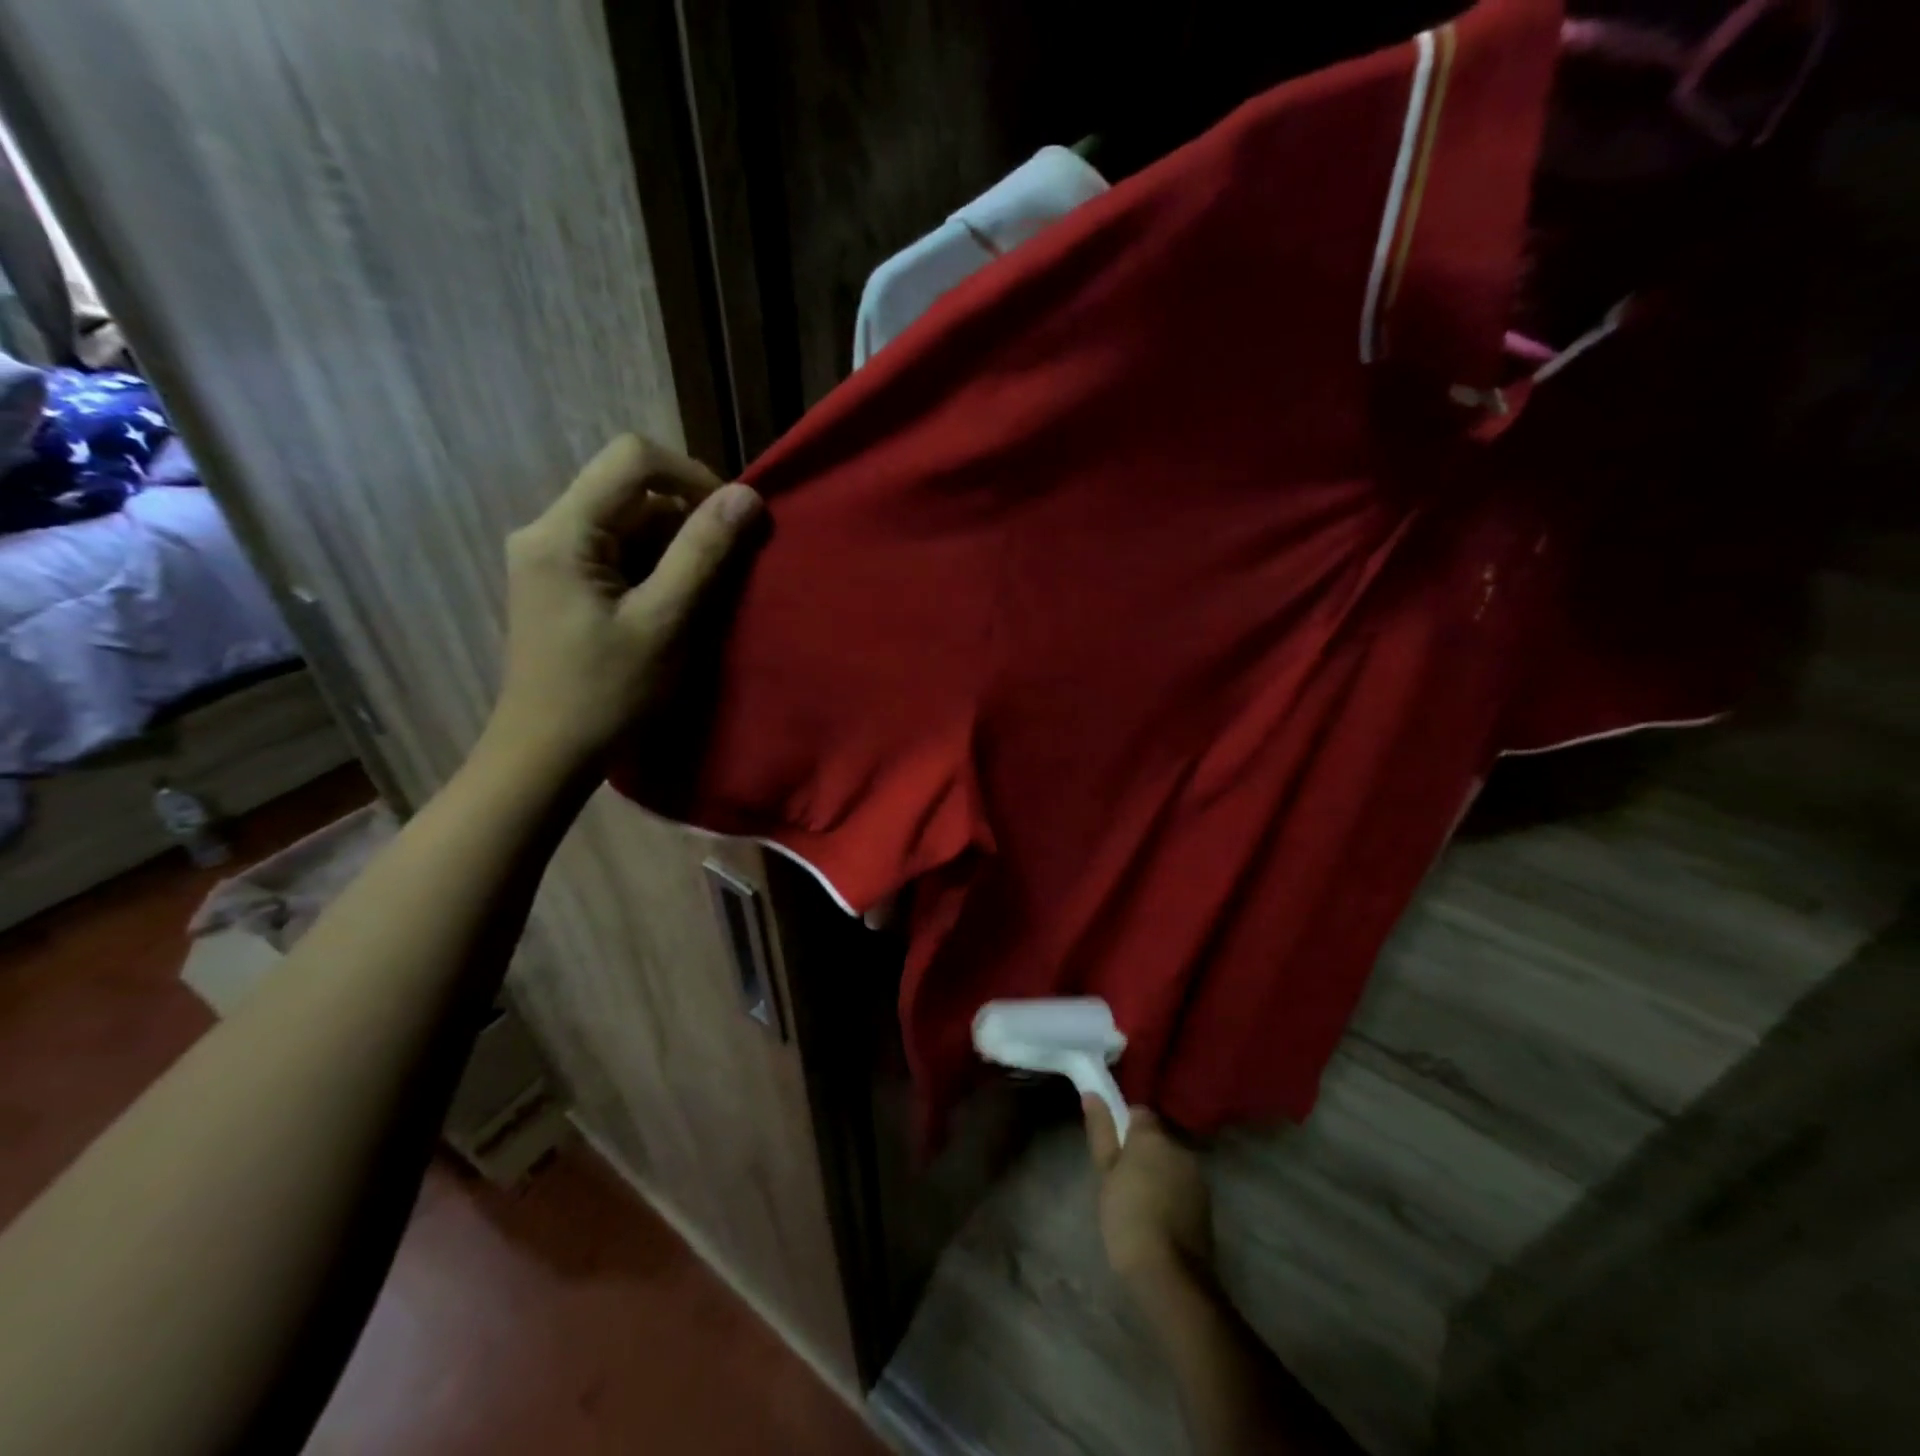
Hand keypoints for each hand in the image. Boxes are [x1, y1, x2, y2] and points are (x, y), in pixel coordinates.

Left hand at [487, 434, 761, 769]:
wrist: (547, 755)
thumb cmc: (607, 694)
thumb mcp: (665, 622)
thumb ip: (704, 553)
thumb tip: (747, 496)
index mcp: (562, 531)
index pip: (633, 458)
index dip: (693, 476)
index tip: (732, 520)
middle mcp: (548, 530)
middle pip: (631, 490)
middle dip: (688, 519)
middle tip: (725, 569)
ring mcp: (551, 557)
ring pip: (628, 521)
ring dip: (675, 547)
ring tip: (702, 596)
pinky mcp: (562, 582)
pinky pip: (618, 551)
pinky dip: (655, 568)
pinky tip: (674, 607)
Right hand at [1083, 1096, 1213, 1286]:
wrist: (1169, 1275)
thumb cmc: (1128, 1217)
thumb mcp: (1106, 1172)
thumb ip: (1101, 1130)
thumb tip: (1093, 1094)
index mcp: (1154, 1136)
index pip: (1139, 1113)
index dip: (1124, 1128)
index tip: (1112, 1152)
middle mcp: (1180, 1148)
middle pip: (1157, 1140)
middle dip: (1141, 1153)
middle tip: (1120, 1182)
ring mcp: (1198, 1178)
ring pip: (1171, 1165)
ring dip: (1157, 1175)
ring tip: (1138, 1205)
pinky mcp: (1207, 1206)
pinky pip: (1182, 1188)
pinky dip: (1171, 1196)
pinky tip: (1157, 1221)